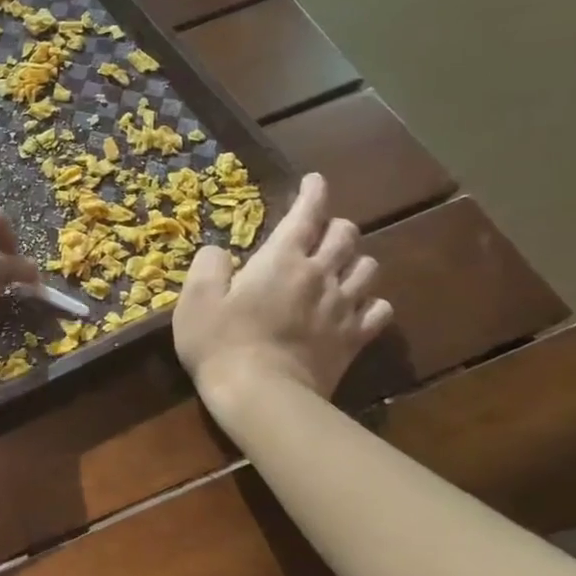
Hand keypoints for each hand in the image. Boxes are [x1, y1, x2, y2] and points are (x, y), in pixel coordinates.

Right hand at [172, 172, 392, 411]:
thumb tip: (219, 251)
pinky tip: (359, 305)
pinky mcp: (353, 339)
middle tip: (319, 229)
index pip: (306, 215)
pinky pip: (379, 311)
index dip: (313, 193)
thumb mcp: (196, 299)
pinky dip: (371, 302)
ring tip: (341, 265)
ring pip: (368, 268)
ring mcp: (342, 308)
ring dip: (355, 260)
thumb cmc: (220, 342)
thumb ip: (208, 265)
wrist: (261, 395)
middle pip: (345, 235)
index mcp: (281, 260)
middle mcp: (320, 275)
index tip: (315, 181)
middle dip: (334, 225)